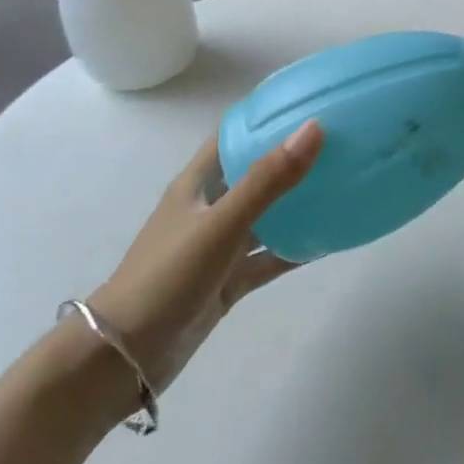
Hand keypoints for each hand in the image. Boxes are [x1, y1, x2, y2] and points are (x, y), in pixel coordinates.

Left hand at [89, 121, 322, 390]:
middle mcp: (207, 211)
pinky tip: (328, 242)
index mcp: (196, 187)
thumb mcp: (220, 225)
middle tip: (337, 146)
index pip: (231, 138)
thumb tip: (314, 128)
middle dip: (290, 160)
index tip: (306, 105)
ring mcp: (217, 249)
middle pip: (253, 175)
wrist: (122, 359)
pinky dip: (294, 250)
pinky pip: (267, 259)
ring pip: (265, 218)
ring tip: (341, 188)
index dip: (263, 119)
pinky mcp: (225, 282)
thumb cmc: (165, 278)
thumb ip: (267, 180)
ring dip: (296, 205)